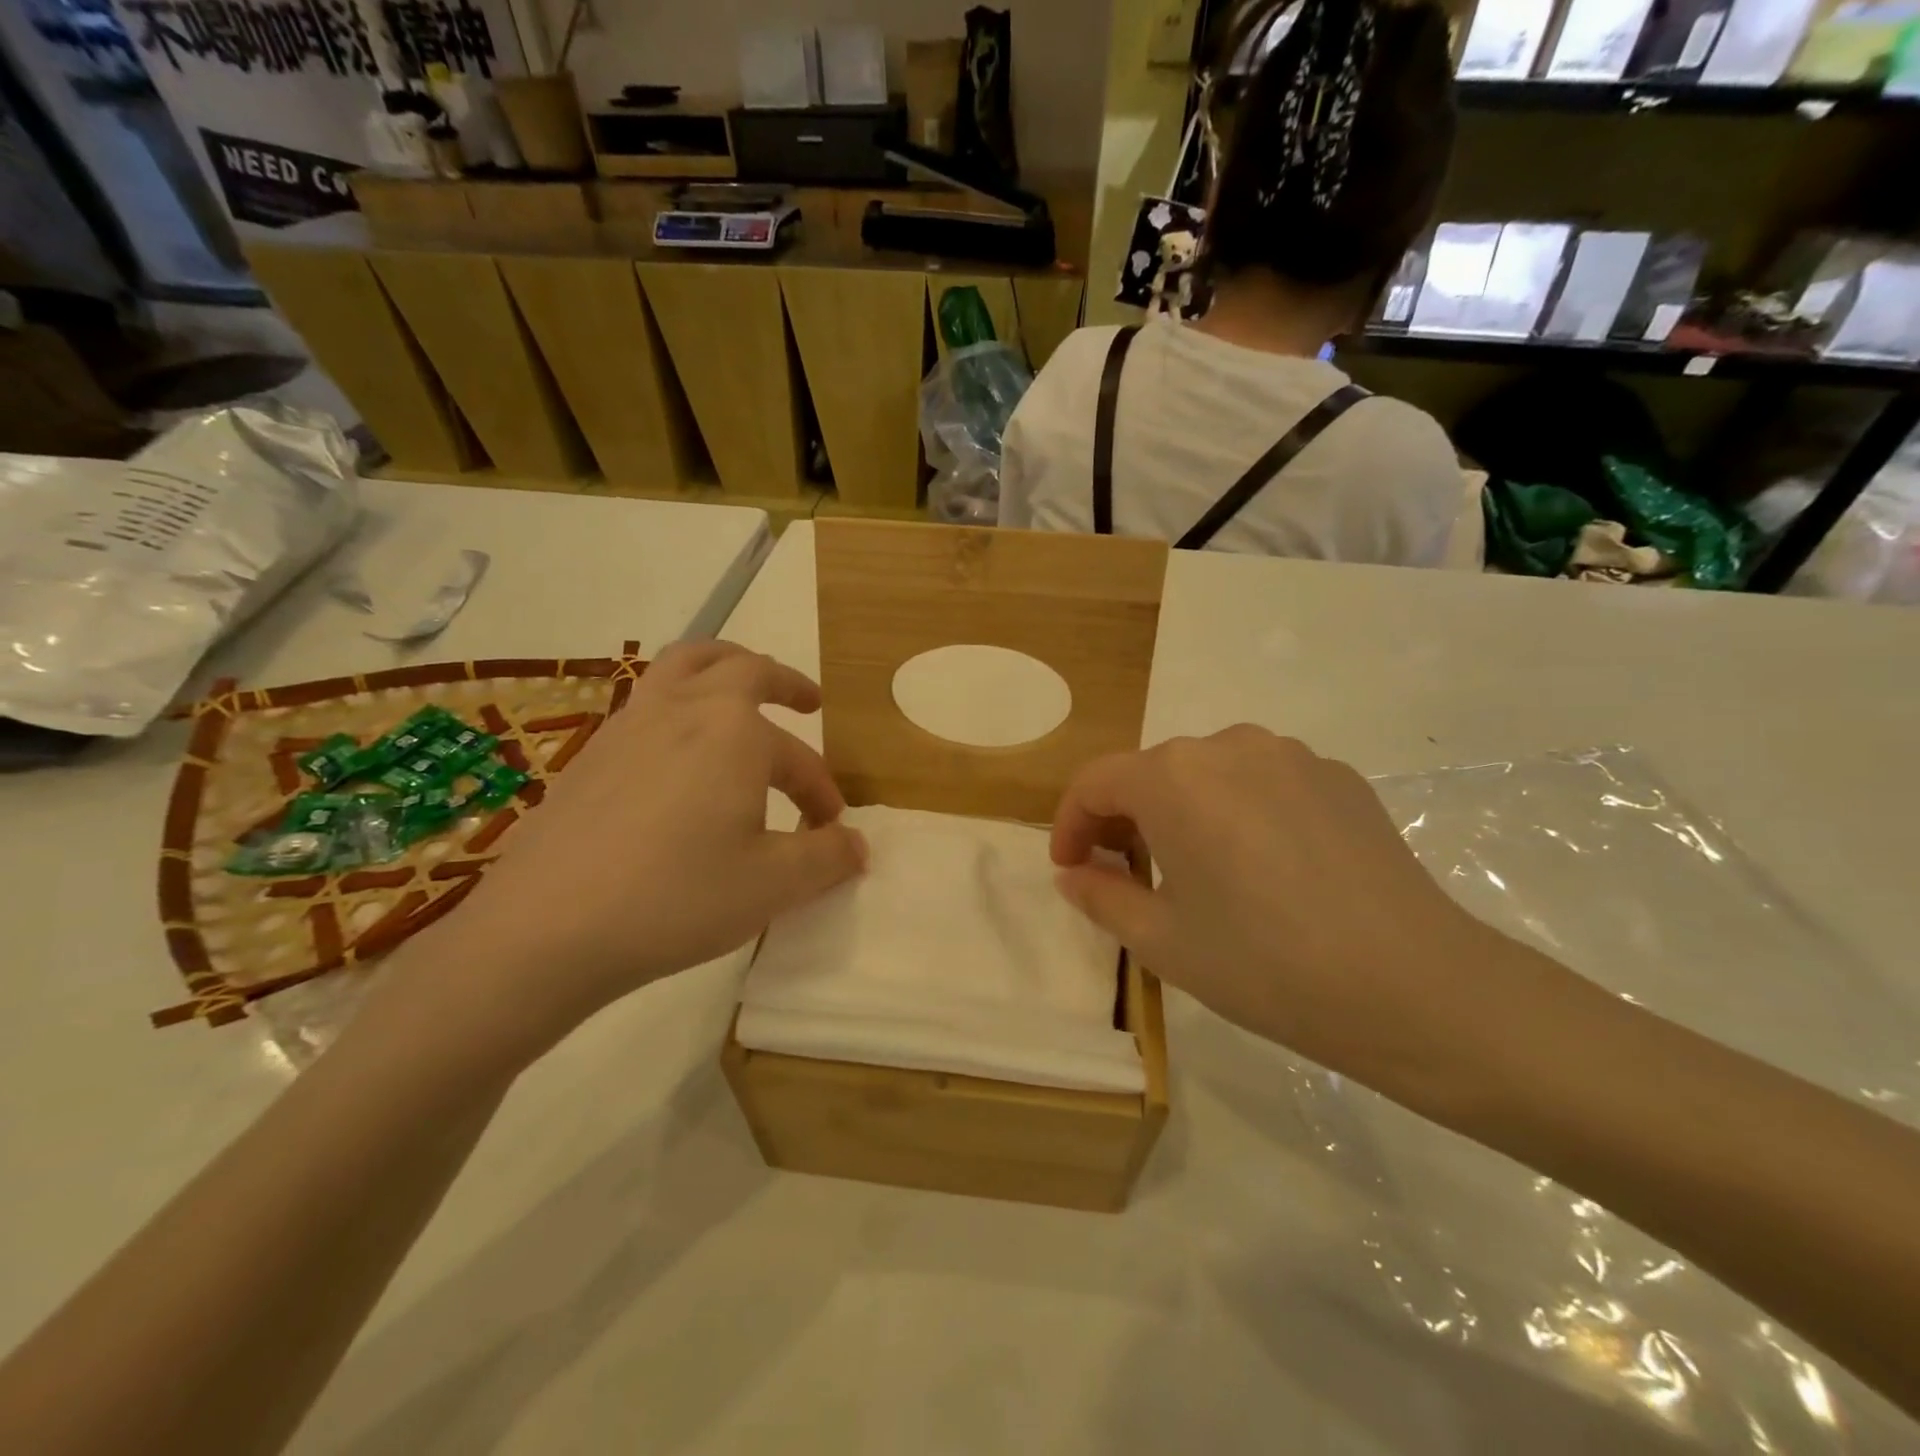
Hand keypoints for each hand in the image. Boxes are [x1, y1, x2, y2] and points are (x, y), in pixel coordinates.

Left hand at [433, 641, 866, 1049]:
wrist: (545, 929)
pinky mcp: (589, 754)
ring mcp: (627, 725)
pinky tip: (678, 757)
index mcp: (734, 730)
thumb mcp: (773, 884)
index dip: (821, 790)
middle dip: (781, 681)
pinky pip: (647, 704)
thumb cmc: (677, 897)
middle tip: (806, 701)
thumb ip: (826, 857)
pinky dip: (678, 707)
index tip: (830, 828)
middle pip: (739, 666)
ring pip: (682, 668)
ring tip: (739, 695)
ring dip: (723, 671)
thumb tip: (856, 845)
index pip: (797, 756)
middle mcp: (682, 708)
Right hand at [1051, 726, 1492, 1075]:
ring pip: (1209, 774)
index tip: (1070, 869)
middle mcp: (1228, 745)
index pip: (1096, 782)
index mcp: (1174, 777)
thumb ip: (1101, 896)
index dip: (1070, 824)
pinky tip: (1263, 868)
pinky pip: (1264, 783)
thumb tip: (1074, 874)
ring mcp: (1292, 756)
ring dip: (1182, 811)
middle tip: (1126, 877)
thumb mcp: (1162, 941)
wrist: (1414, 986)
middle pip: (1152, 773)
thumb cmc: (1265, 963)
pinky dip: (1239, 812)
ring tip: (1195, 871)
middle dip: (1124, 820)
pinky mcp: (1339, 777)